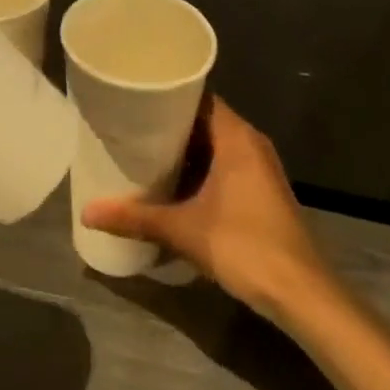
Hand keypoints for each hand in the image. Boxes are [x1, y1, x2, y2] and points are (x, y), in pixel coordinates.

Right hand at [82, 97, 333, 319]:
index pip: (198, 96)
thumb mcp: (184, 231)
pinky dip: (200, 170)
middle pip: (204, 121)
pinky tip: (173, 187)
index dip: (167, 94)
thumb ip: (136, 218)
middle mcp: (250, 143)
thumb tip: (87, 212)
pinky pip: (224, 166)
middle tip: (129, 127)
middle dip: (168, 126)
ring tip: (143, 154)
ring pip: (214, 146)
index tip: (135, 97)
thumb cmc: (245, 246)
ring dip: (184, 151)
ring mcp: (259, 168)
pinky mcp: (262, 192)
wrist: (302, 295)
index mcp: (236, 136)